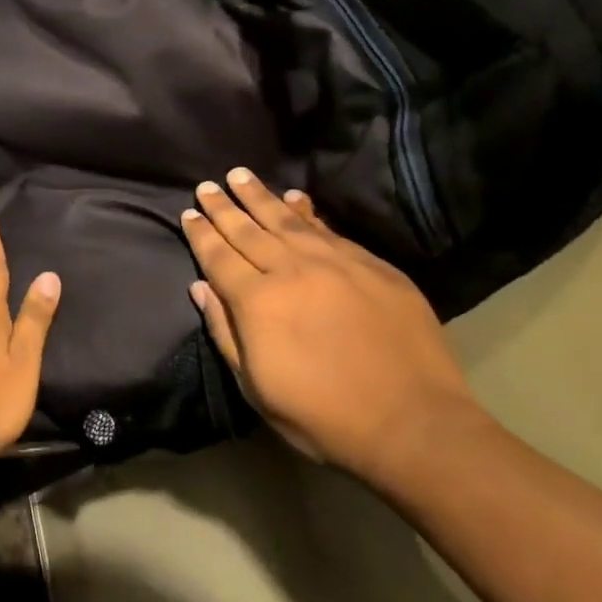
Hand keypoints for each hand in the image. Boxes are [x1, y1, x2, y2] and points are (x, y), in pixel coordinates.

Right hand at [181, 167, 484, 481]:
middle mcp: (292, 272)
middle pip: (248, 230)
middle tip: (207, 185)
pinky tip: (295, 198)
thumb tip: (201, 287)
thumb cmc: (322, 416)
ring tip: (240, 175)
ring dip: (260, 196)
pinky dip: (308, 211)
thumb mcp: (255, 386)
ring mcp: (336, 265)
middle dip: (224, 207)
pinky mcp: (374, 268)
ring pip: (287, 220)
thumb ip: (225, 332)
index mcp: (257, 302)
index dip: (201, 233)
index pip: (218, 256)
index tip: (188, 212)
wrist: (414, 426)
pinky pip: (330, 230)